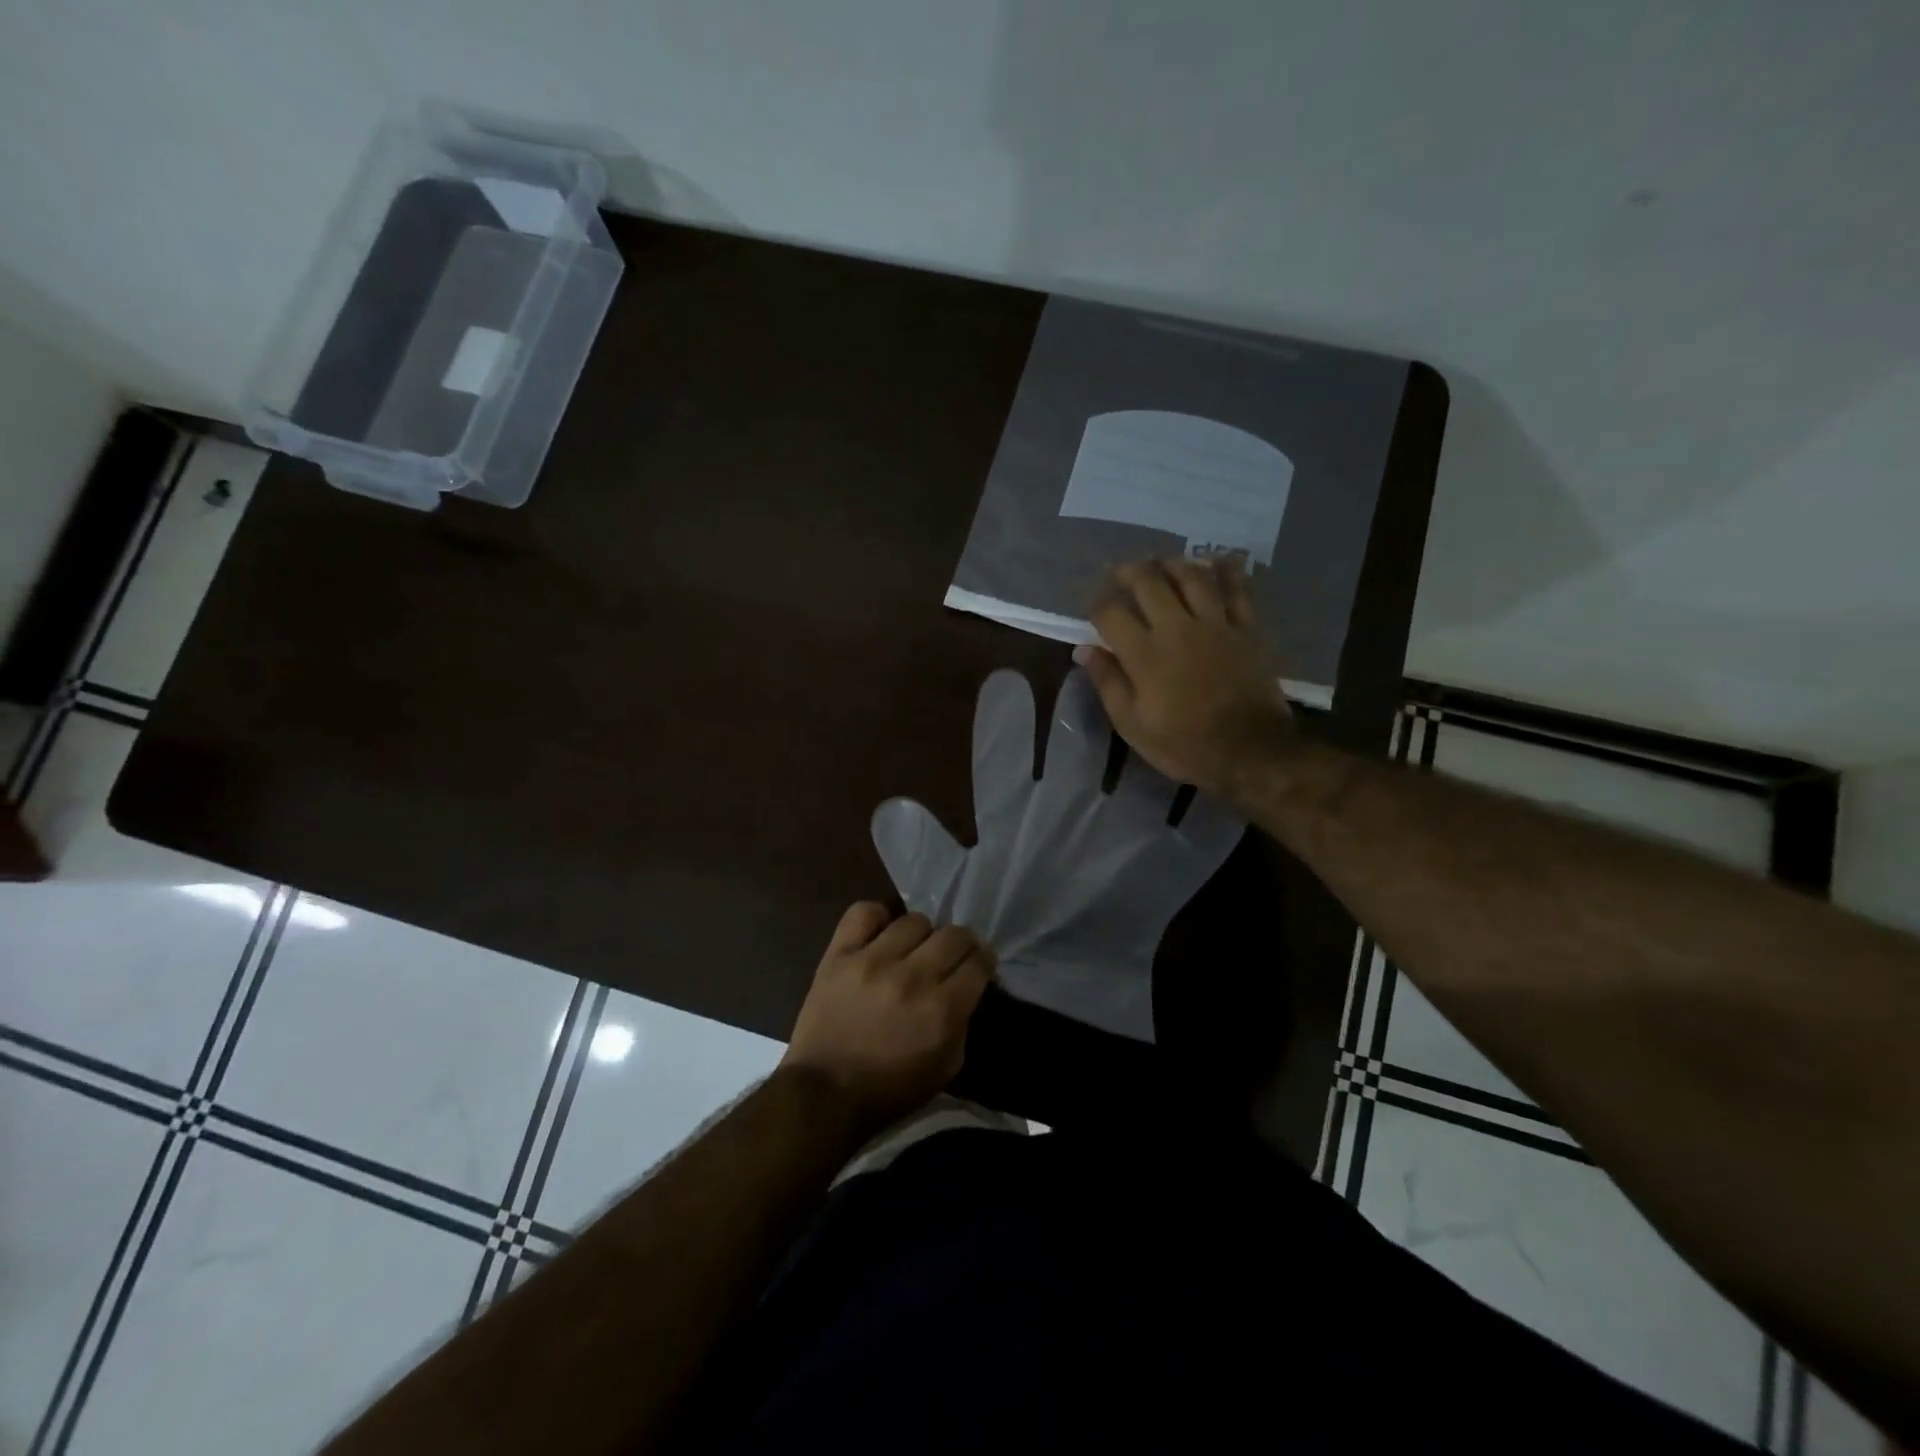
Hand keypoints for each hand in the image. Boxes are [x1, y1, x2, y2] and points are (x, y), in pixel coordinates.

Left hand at [782, 903, 995, 1134]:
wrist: (824, 1095)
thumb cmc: (890, 1090)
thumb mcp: (946, 1067)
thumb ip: (962, 1023)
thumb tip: (968, 988)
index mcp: (941, 1010)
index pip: (978, 963)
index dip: (984, 961)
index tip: (980, 964)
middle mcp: (912, 978)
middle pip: (954, 935)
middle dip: (962, 943)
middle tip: (953, 955)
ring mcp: (872, 961)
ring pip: (914, 921)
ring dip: (921, 935)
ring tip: (913, 949)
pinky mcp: (839, 955)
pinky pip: (863, 913)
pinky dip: (876, 918)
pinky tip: (880, 934)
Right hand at [1077, 556, 1296, 800]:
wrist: (1249, 751)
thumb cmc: (1183, 744)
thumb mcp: (1132, 724)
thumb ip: (1108, 682)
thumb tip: (1084, 650)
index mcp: (1144, 653)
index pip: (1111, 612)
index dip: (1096, 604)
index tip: (1092, 606)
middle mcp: (1177, 627)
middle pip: (1149, 581)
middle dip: (1129, 571)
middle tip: (1120, 572)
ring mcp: (1216, 623)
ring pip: (1191, 576)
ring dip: (1172, 564)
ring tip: (1162, 564)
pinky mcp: (1246, 628)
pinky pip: (1238, 589)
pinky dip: (1228, 570)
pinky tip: (1217, 561)